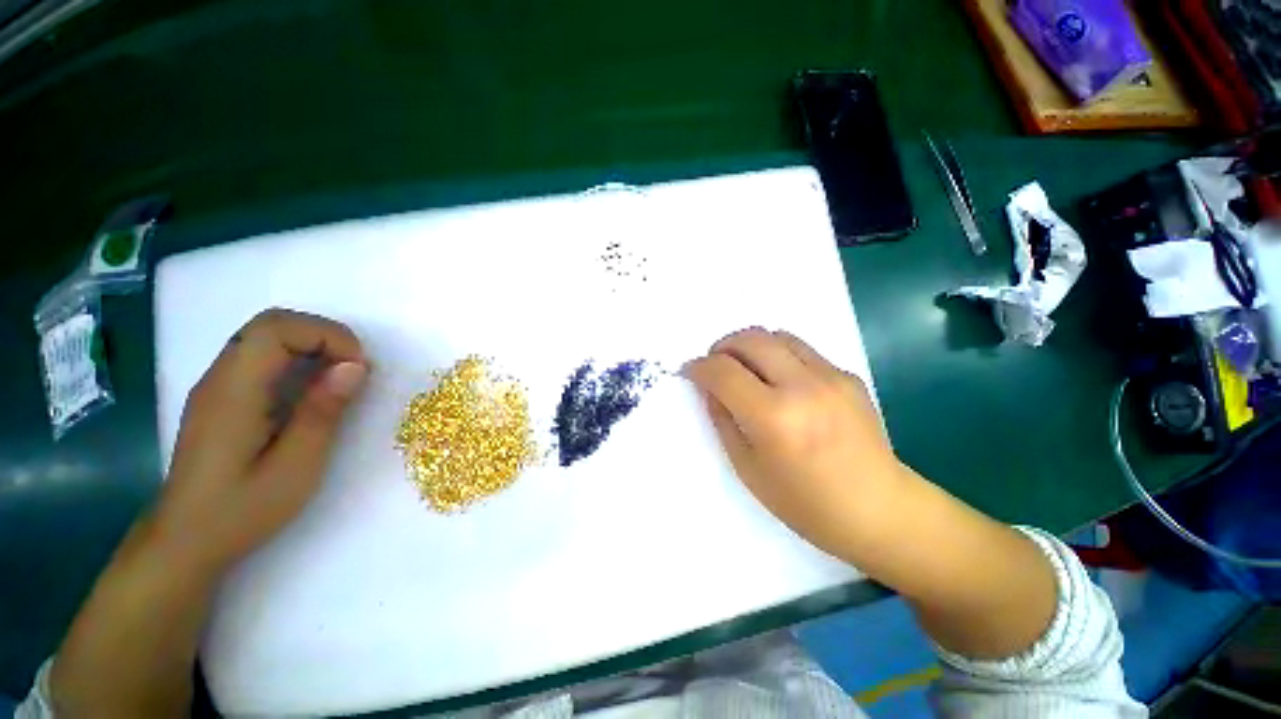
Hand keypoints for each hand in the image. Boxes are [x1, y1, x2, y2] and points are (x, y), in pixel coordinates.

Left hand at [153, 308, 369, 573]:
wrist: (184, 541)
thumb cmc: (241, 510)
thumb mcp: (295, 467)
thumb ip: (323, 412)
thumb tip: (355, 367)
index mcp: (234, 391)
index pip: (276, 329)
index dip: (327, 335)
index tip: (358, 368)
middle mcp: (219, 378)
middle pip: (271, 324)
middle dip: (323, 336)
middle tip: (353, 371)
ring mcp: (216, 386)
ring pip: (266, 337)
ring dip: (312, 347)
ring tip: (339, 381)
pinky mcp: (221, 398)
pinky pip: (261, 358)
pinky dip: (296, 361)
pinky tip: (312, 392)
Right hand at [684, 327, 905, 561]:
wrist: (879, 510)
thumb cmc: (806, 503)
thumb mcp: (748, 468)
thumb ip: (722, 419)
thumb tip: (709, 387)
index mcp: (773, 418)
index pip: (723, 371)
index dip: (698, 367)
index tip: (690, 371)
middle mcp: (803, 387)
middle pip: (750, 339)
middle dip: (722, 346)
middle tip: (715, 365)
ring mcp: (831, 377)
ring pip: (777, 335)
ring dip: (750, 345)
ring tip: (745, 369)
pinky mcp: (848, 375)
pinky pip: (802, 350)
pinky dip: (778, 356)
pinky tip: (781, 382)